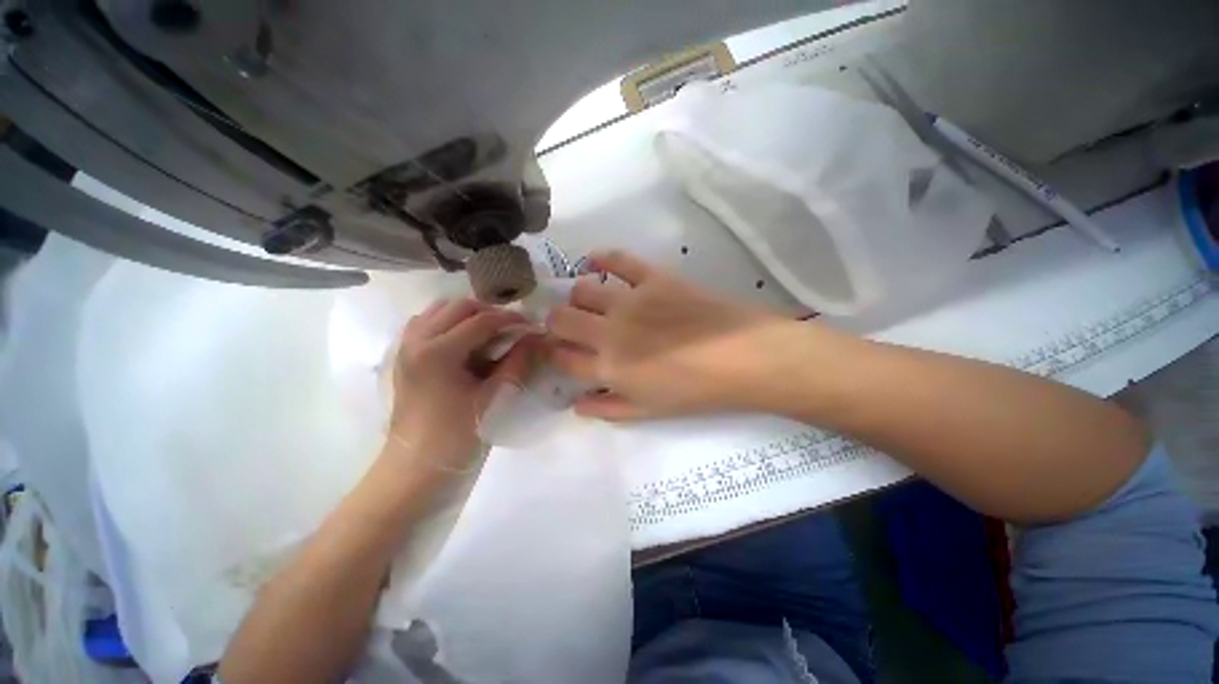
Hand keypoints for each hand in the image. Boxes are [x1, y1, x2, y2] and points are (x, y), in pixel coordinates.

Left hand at [387, 298, 534, 473]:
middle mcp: (416, 340)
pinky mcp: (404, 356)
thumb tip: (535, 338)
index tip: (532, 324)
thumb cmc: (458, 436)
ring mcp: (405, 346)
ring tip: (490, 332)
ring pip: (440, 310)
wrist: (416, 466)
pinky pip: (426, 323)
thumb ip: (517, 362)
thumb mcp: (494, 398)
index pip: (481, 320)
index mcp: (438, 352)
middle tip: (513, 328)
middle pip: (459, 306)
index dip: (511, 319)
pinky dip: (448, 322)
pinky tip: (464, 340)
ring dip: (468, 314)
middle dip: (490, 312)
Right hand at [546, 251, 797, 420]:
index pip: (561, 357)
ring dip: (578, 298)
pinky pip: (619, 260)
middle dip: (556, 323)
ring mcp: (630, 300)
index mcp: (608, 367)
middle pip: (561, 318)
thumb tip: (576, 404)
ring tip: (589, 303)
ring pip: (582, 289)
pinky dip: (602, 258)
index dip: (554, 354)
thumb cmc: (695, 391)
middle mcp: (609, 331)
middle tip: (569, 327)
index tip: (560, 352)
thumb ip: (608, 409)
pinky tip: (596, 261)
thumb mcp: (648, 412)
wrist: (742, 357)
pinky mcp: (653, 278)